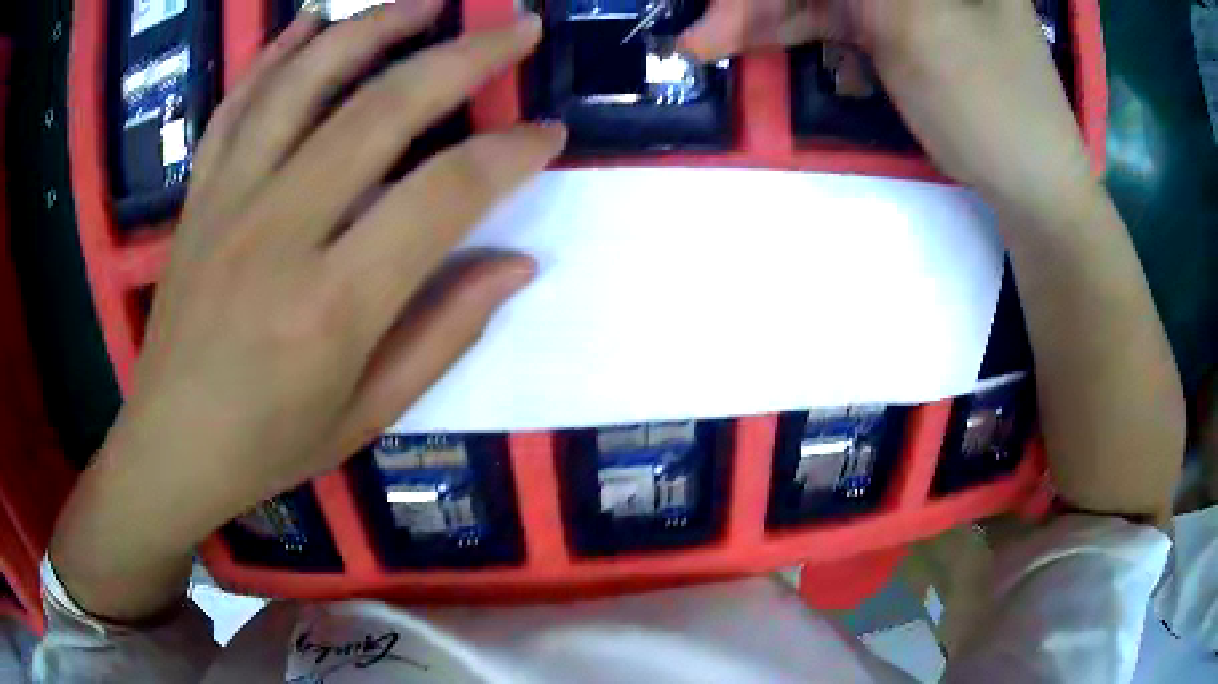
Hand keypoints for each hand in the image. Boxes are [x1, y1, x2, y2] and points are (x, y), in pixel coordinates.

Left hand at [51, 2, 563, 620]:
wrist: (171, 447)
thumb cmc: (270, 446)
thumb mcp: (368, 414)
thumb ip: (444, 333)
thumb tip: (516, 262)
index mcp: (332, 306)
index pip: (442, 196)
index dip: (509, 154)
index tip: (549, 134)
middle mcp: (278, 233)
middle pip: (381, 110)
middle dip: (464, 57)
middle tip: (517, 28)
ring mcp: (228, 203)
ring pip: (305, 82)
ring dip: (373, 27)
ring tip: (426, 1)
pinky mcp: (198, 196)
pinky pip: (238, 105)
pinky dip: (276, 55)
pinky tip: (310, 24)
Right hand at [681, 0, 1095, 213]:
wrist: (1033, 188)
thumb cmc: (992, 102)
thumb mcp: (916, 22)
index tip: (728, 5)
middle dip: (761, 0)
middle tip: (706, 33)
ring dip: (764, 17)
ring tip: (708, 45)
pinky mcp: (894, 29)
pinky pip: (831, 21)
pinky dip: (792, 32)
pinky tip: (752, 44)